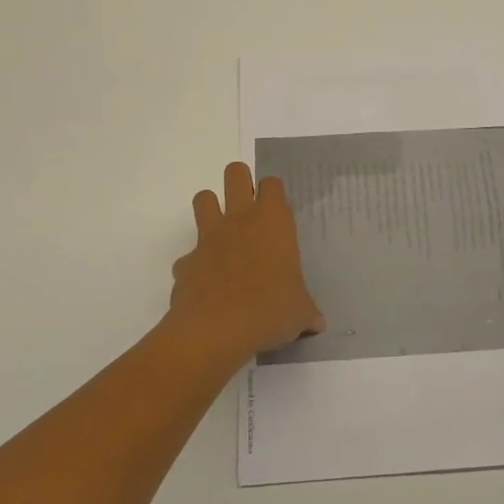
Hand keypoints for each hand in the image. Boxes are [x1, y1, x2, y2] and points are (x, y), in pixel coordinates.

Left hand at [169, 162, 323, 357]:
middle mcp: (239, 220)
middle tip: (249, 206)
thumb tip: (317, 323)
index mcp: (273, 223)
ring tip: (223, 232)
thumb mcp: (299, 314)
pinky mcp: (185, 261)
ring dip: (211, 208)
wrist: (215, 331)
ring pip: (204, 198)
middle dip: (240, 180)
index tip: (277, 211)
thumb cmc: (268, 311)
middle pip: (235, 173)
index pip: (272, 185)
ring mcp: (208, 238)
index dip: (273, 193)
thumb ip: (307, 312)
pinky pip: (188, 254)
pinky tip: (207, 284)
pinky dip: (195, 264)